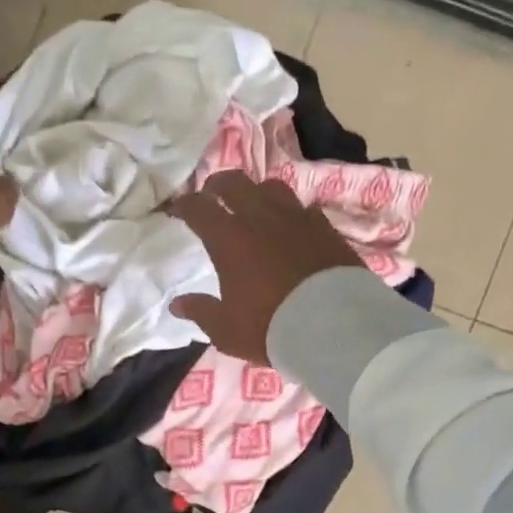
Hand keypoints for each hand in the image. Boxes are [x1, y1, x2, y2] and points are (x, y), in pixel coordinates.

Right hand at [167, 171, 364, 363]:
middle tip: (212, 195)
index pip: (199, 208)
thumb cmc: (270, 328)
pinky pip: (303, 209)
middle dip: (218, 185)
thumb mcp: (226, 330)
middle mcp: (261, 218)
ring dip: (256, 193)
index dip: (185, 205)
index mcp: (229, 238)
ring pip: (271, 187)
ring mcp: (297, 218)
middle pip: (234, 183)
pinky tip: (291, 227)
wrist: (334, 328)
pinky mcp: (326, 228)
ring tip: (253, 207)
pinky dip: (290, 213)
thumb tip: (177, 304)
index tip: (178, 208)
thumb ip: (201, 312)